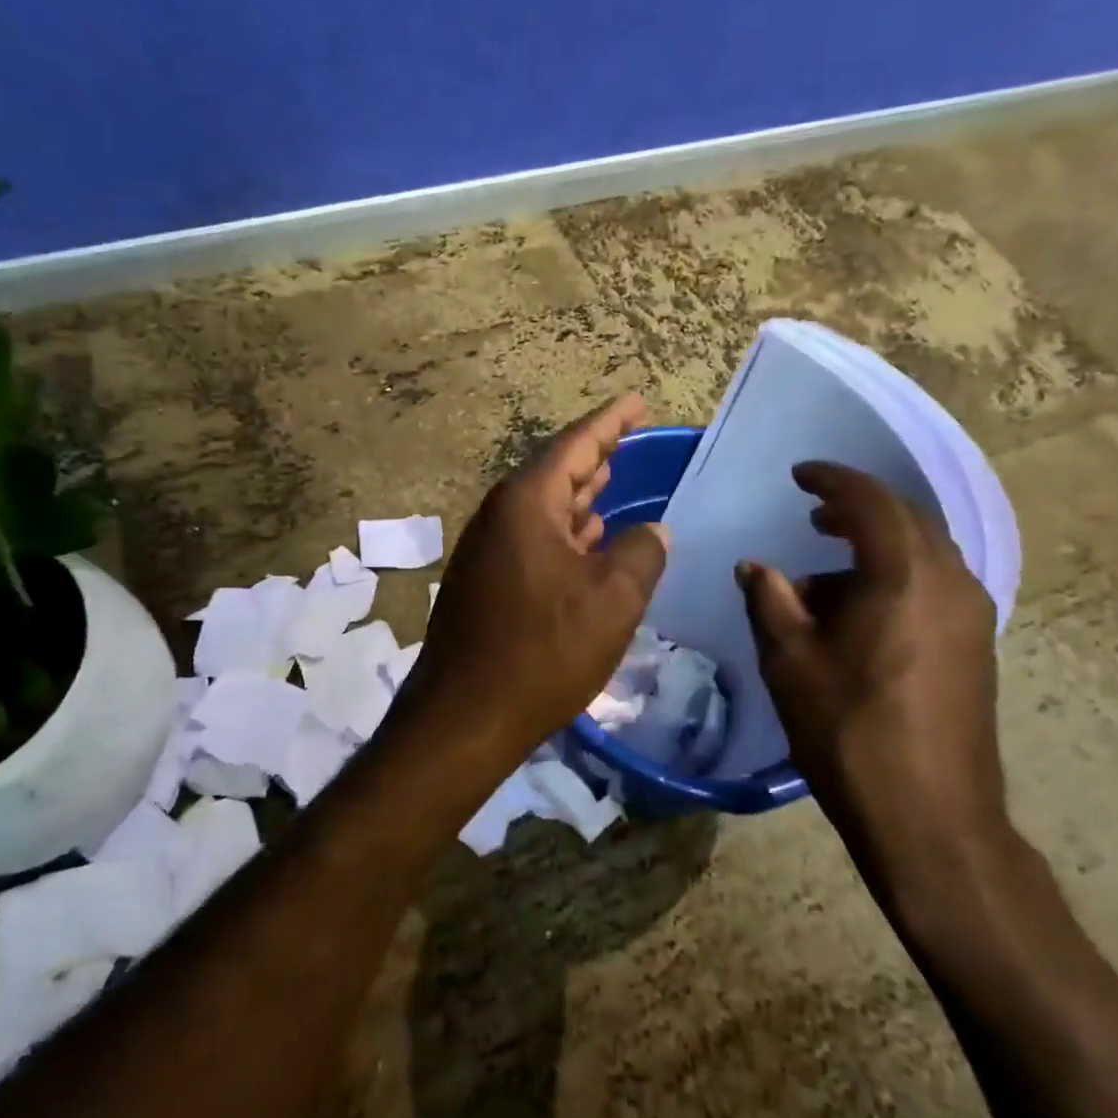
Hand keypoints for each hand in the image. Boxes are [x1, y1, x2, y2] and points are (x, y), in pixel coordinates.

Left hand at [396, 393, 668, 772]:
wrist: (465, 717)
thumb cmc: (543, 651)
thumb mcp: (612, 600)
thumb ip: (641, 554)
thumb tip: (652, 532)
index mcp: (526, 504)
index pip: (576, 445)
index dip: (611, 421)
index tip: (636, 400)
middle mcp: (499, 517)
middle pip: (555, 473)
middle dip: (595, 456)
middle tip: (628, 438)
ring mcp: (487, 551)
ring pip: (543, 509)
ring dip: (579, 496)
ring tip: (611, 481)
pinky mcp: (484, 583)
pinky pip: (533, 540)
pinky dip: (565, 533)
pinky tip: (586, 542)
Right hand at [736, 462, 1005, 902]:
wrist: (932, 819)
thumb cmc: (850, 733)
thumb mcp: (790, 662)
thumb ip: (770, 600)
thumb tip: (755, 566)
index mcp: (905, 574)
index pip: (870, 500)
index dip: (831, 480)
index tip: (799, 475)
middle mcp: (951, 581)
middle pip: (906, 520)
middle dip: (856, 510)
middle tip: (813, 516)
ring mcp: (972, 615)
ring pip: (922, 554)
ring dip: (875, 547)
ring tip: (826, 570)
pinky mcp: (976, 646)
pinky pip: (933, 586)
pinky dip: (894, 578)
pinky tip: (859, 612)